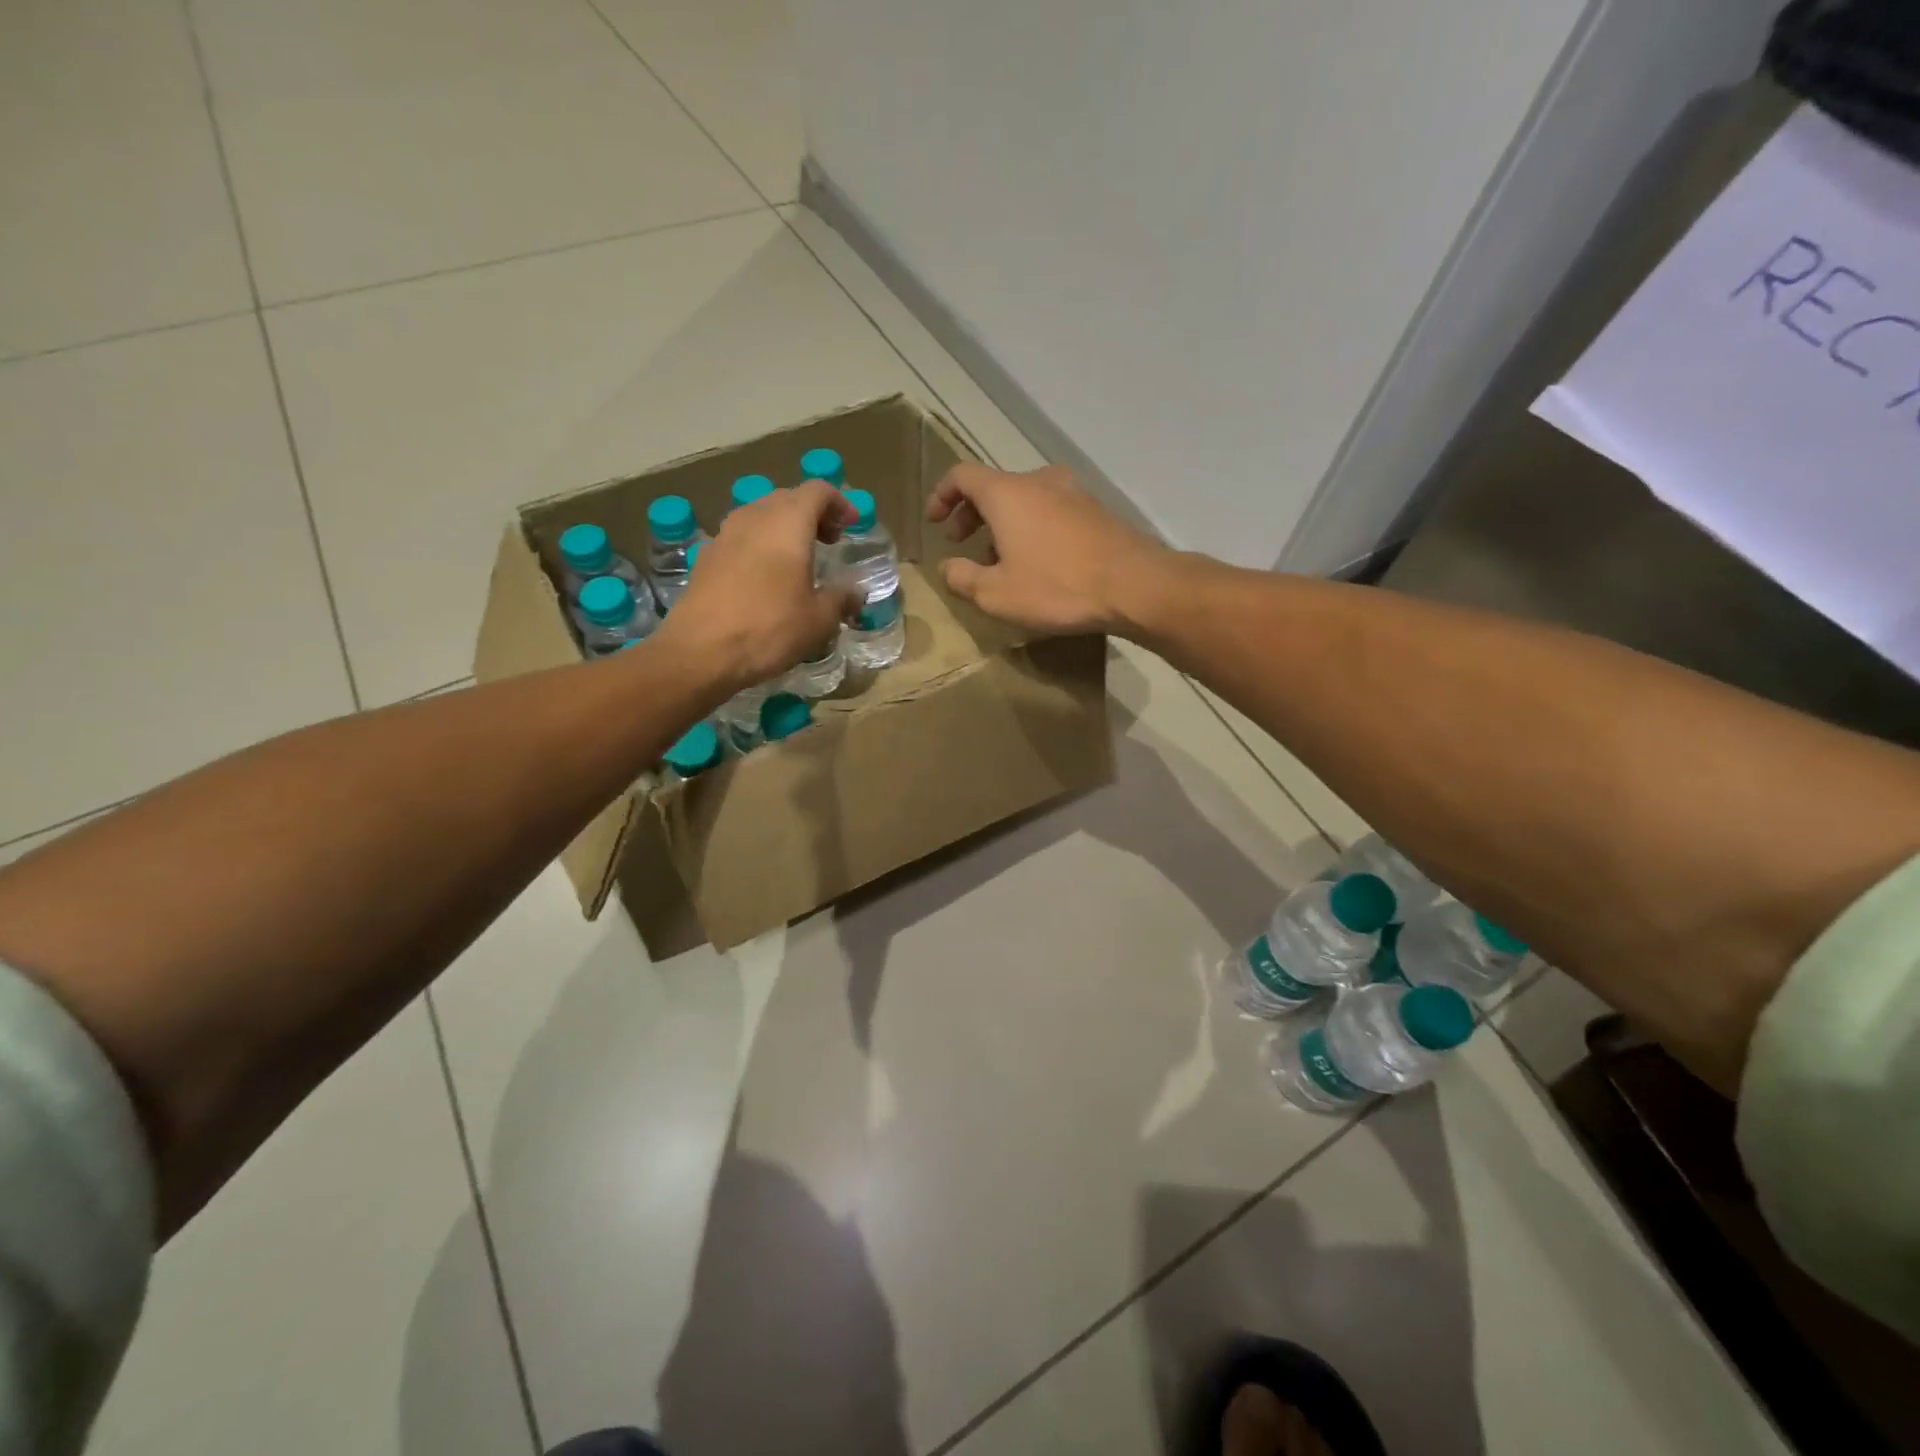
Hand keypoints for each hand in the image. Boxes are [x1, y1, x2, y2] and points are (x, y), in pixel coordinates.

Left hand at [655, 480, 860, 693]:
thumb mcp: (819, 620)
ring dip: (785, 529)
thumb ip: (841, 598)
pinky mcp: (707, 556)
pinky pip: (742, 537)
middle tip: (830, 541)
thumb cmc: (769, 629)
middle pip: (788, 498)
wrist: (700, 651)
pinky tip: (767, 577)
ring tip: (800, 559)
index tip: (852, 524)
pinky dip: (762, 545)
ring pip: (761, 515)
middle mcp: (755, 517)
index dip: (839, 503)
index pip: (817, 491)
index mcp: (788, 523)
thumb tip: (856, 591)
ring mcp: (725, 534)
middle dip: (813, 514)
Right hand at [926, 463, 1166, 634]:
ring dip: (1003, 523)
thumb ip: (963, 578)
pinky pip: (1051, 511)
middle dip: (971, 512)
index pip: (962, 476)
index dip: (942, 495)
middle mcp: (1039, 482)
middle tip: (961, 541)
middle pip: (994, 486)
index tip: (934, 522)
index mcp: (1007, 493)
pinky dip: (1032, 527)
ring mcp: (1072, 493)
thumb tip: (948, 568)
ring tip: (998, 559)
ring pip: (1025, 499)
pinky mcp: (1096, 511)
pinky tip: (1037, 561)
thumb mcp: (996, 594)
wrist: (1134, 585)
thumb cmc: (1057, 587)